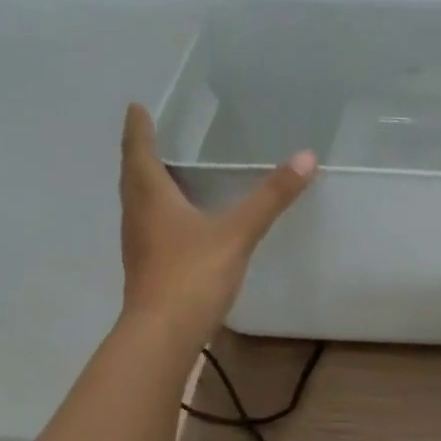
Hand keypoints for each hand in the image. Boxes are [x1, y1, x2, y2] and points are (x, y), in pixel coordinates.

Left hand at [117, 103, 314, 337]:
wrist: (163, 334)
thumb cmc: (192, 275)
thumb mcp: (237, 233)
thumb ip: (271, 198)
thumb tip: (307, 157)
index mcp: (151, 196)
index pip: (138, 150)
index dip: (138, 127)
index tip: (137, 106)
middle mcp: (137, 215)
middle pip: (133, 175)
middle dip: (140, 152)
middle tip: (151, 134)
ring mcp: (139, 244)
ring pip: (138, 203)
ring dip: (147, 184)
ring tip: (166, 172)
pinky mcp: (147, 268)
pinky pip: (149, 227)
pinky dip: (159, 213)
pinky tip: (179, 222)